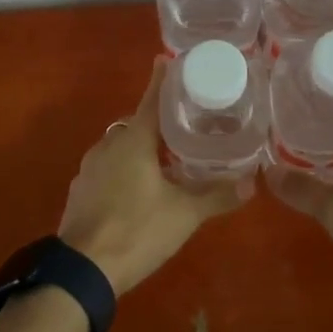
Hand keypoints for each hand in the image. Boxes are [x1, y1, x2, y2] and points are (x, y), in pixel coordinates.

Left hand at [59, 60, 245, 295]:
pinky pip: (106, 168)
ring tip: (165, 160)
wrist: (81, 270)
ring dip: (139, 148)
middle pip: (136, 124)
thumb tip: (253, 182)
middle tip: (183, 127)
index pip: (151, 99)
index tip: (168, 61)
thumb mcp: (184, 214)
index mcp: (133, 140)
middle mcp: (108, 145)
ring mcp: (89, 168)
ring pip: (119, 147)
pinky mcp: (80, 191)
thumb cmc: (137, 230)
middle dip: (157, 122)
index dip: (162, 80)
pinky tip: (138, 188)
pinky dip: (123, 169)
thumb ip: (217, 196)